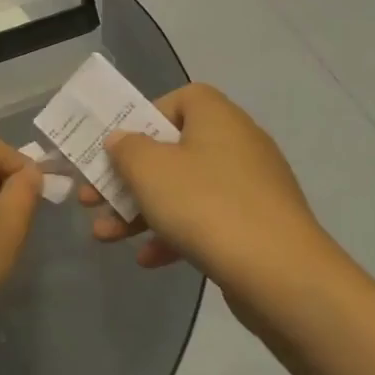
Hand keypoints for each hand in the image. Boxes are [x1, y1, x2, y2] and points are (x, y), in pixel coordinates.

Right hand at [80, 84, 340, 318]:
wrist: (282, 275)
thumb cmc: (206, 205)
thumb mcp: (149, 170)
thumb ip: (126, 149)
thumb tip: (122, 140)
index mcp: (217, 118)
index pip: (180, 99)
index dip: (144, 118)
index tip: (119, 146)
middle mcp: (238, 144)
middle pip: (172, 150)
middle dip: (127, 177)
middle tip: (93, 197)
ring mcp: (250, 188)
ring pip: (183, 190)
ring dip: (141, 211)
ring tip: (105, 236)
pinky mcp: (255, 227)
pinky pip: (205, 221)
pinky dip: (174, 235)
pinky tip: (148, 259)